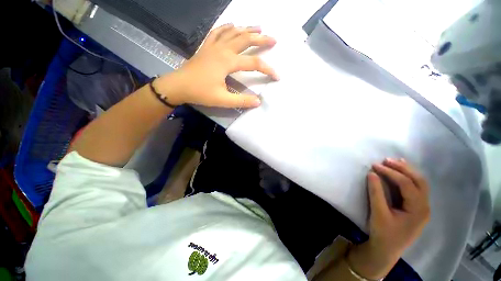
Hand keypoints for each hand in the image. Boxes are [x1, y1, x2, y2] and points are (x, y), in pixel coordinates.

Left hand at [155, 24, 277, 107]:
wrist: (178, 86)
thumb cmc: (200, 92)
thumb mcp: (223, 100)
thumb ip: (241, 101)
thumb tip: (258, 102)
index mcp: (228, 62)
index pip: (253, 64)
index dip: (267, 69)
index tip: (277, 76)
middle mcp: (223, 50)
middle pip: (245, 40)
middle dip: (261, 40)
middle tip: (273, 40)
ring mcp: (213, 46)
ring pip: (233, 33)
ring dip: (247, 29)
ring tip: (258, 28)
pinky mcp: (207, 47)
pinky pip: (218, 32)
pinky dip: (227, 27)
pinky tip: (232, 25)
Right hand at [348, 158, 430, 278]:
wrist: (387, 250)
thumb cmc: (384, 233)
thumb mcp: (378, 213)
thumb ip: (376, 193)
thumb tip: (371, 174)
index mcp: (418, 209)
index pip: (406, 184)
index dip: (391, 173)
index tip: (375, 165)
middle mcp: (425, 206)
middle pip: (419, 181)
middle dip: (403, 168)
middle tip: (386, 160)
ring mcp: (422, 208)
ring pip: (420, 184)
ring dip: (407, 171)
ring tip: (394, 162)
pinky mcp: (417, 208)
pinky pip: (416, 189)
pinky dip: (408, 178)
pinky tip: (401, 173)